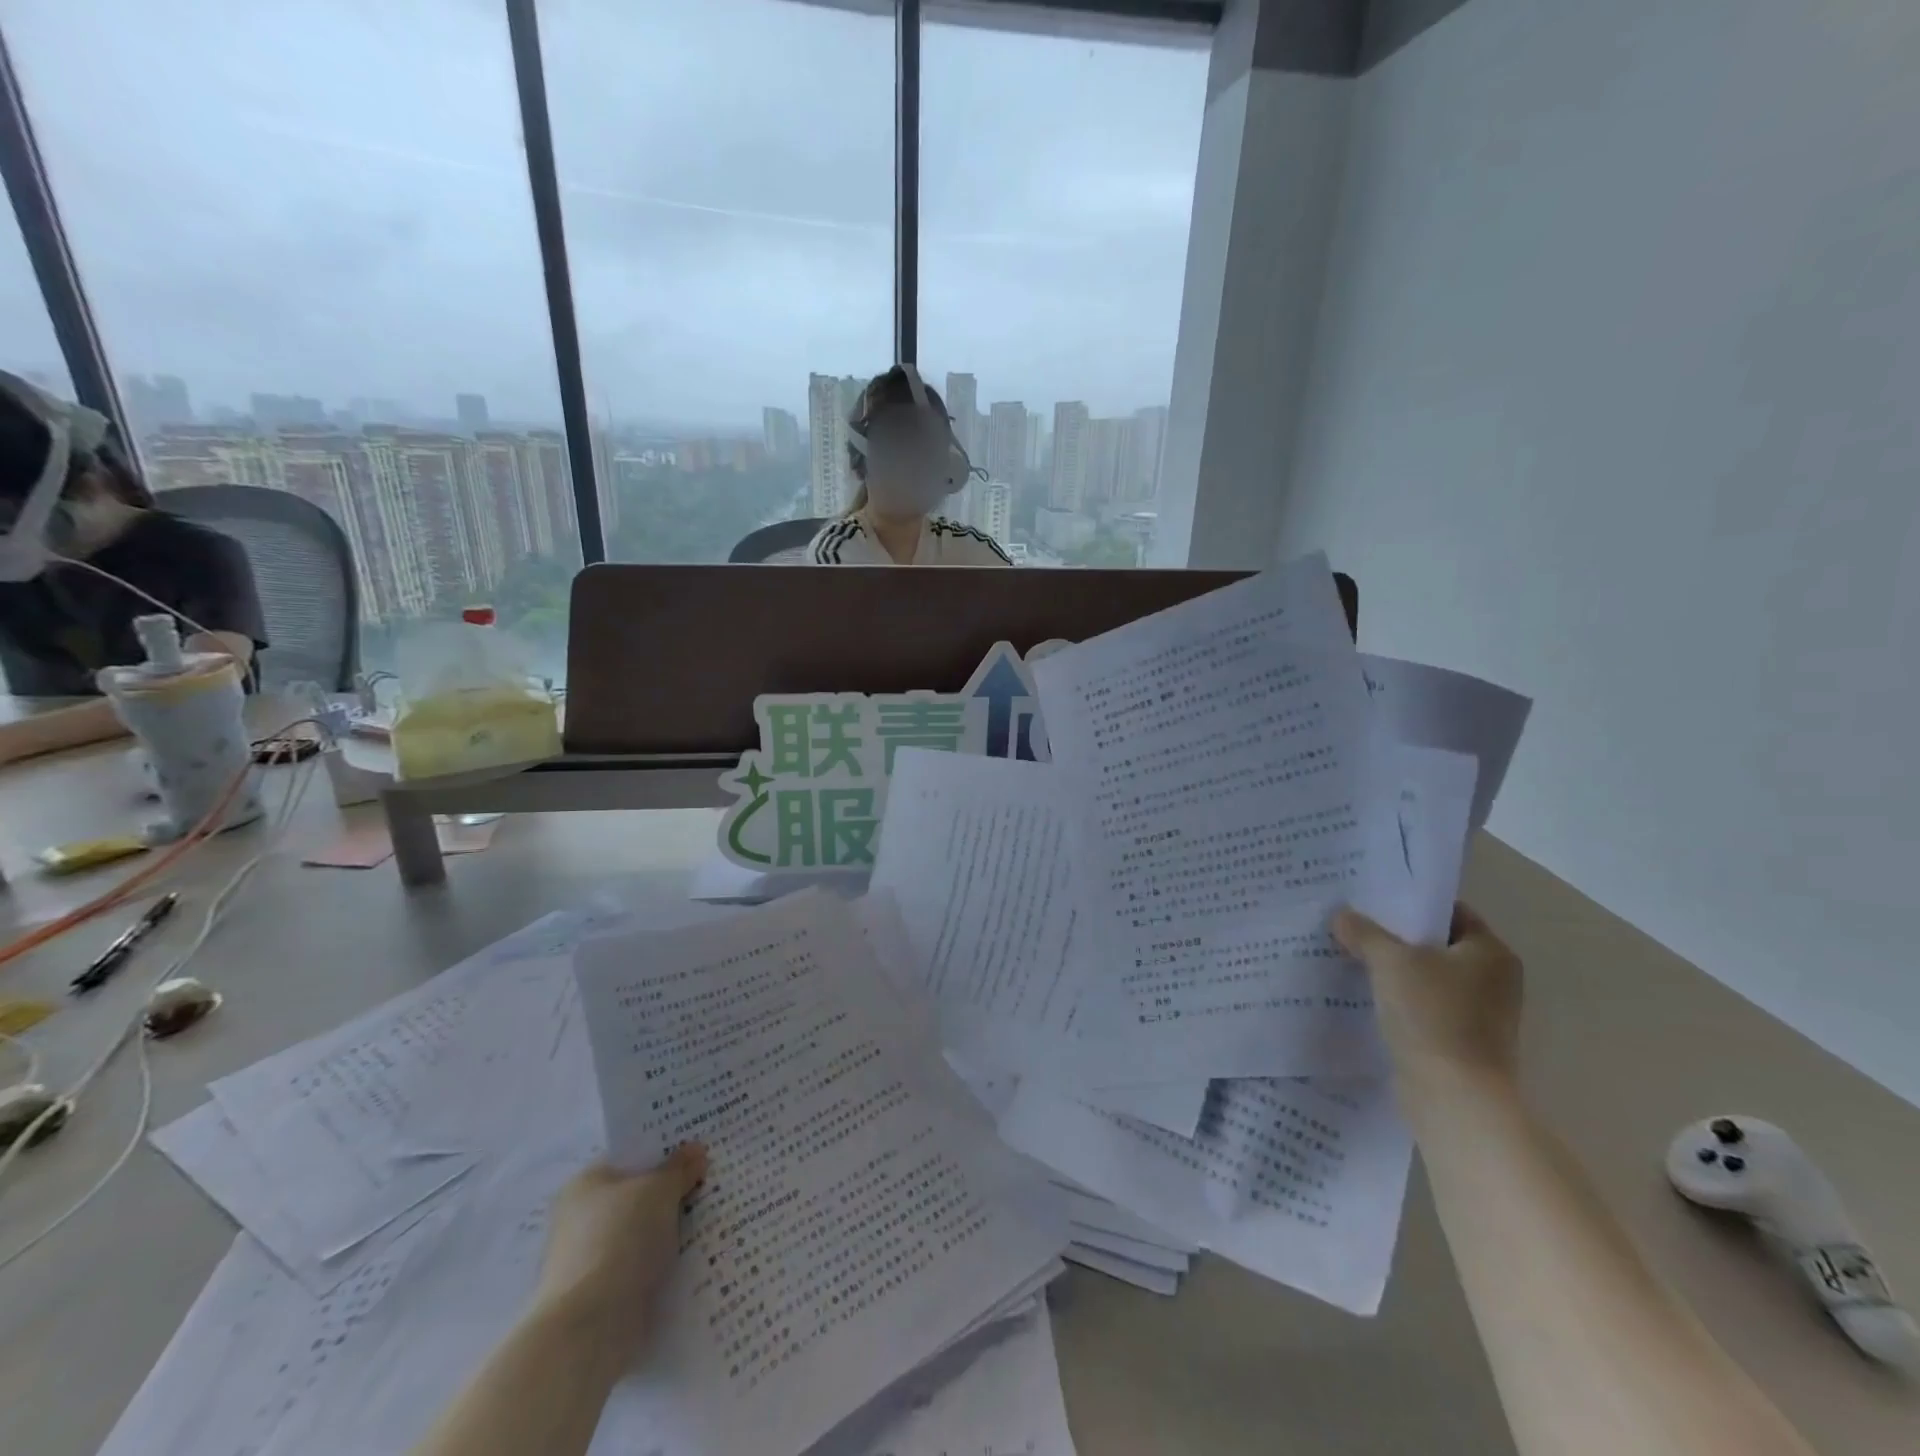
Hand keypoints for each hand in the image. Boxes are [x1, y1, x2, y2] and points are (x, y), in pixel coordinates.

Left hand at [532, 1143, 707, 1360]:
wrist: (587, 1330)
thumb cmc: (619, 1240)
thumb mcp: (659, 1190)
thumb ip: (679, 1168)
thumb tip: (696, 1150)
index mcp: (586, 1183)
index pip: (631, 1156)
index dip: (665, 1150)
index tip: (699, 1150)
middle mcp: (582, 1218)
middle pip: (639, 1195)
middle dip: (673, 1192)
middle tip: (712, 1180)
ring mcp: (591, 1260)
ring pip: (644, 1233)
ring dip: (672, 1230)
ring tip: (715, 1218)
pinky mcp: (604, 1296)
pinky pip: (644, 1267)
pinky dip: (666, 1263)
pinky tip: (698, 1256)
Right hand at [1332, 902, 1523, 1089]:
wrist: (1454, 1097)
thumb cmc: (1432, 1016)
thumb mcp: (1390, 962)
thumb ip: (1365, 933)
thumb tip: (1342, 916)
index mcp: (1490, 952)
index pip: (1448, 911)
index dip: (1409, 903)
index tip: (1370, 899)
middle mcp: (1493, 980)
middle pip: (1436, 944)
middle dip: (1394, 937)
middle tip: (1351, 924)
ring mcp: (1480, 1014)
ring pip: (1427, 978)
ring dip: (1393, 970)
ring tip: (1349, 956)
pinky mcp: (1461, 1042)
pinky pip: (1423, 1007)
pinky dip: (1398, 1000)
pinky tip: (1363, 994)